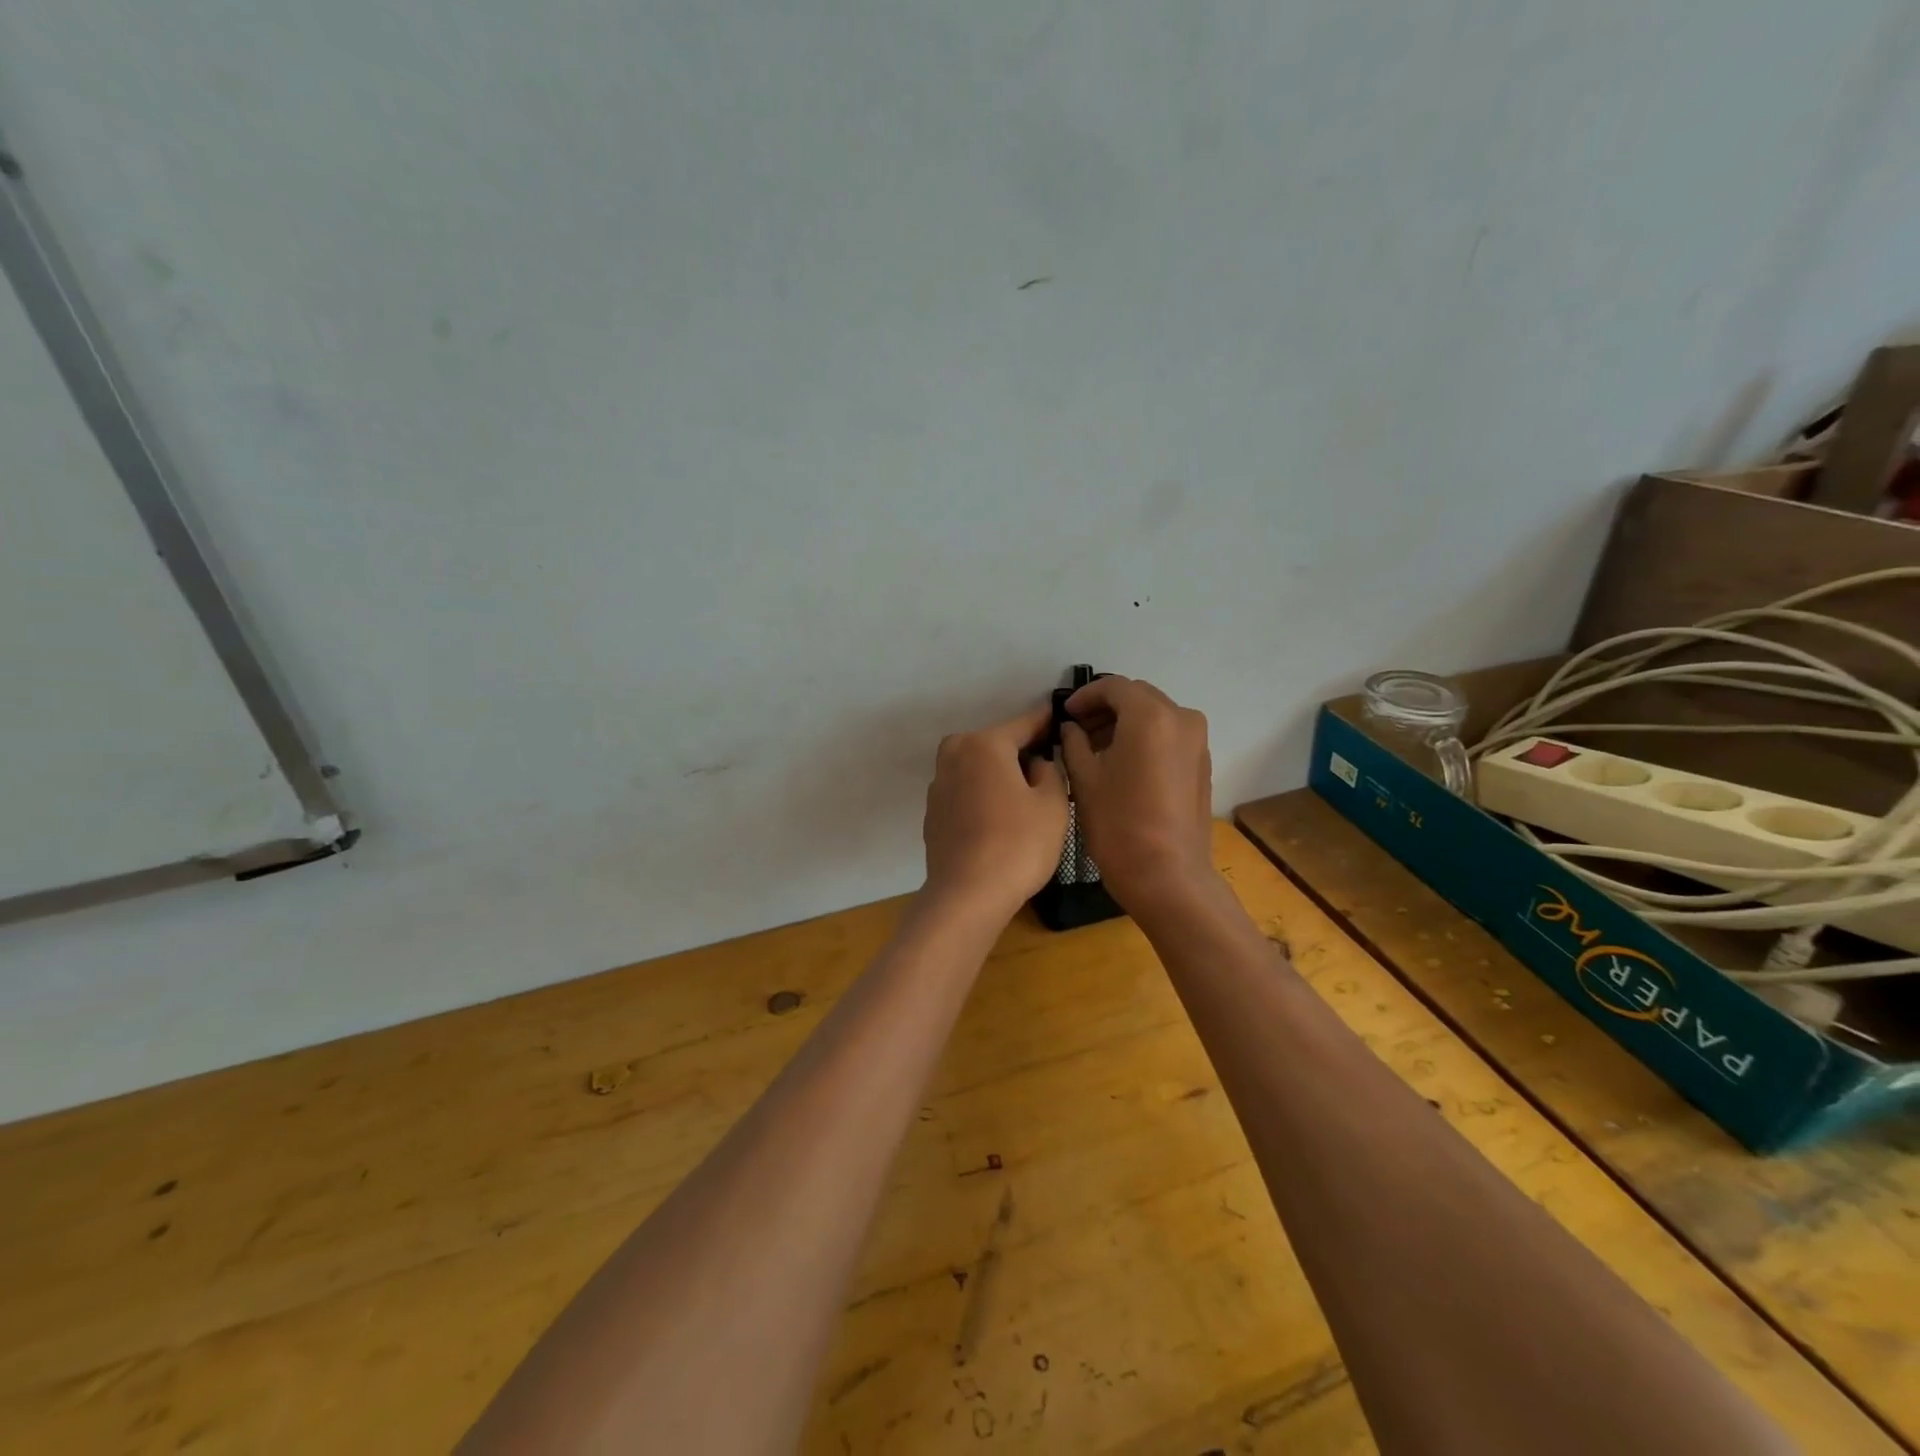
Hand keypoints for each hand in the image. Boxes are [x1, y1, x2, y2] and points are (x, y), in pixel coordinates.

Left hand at [923, 704, 1069, 914]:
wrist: (967, 895)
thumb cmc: (1018, 844)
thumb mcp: (1053, 804)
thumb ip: (1050, 771)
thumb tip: (1036, 764)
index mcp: (985, 744)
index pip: (1024, 724)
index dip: (1046, 723)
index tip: (1059, 718)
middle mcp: (955, 754)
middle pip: (995, 744)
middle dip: (1019, 753)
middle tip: (1047, 770)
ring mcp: (938, 784)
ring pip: (977, 768)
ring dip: (998, 775)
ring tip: (1024, 798)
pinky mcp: (933, 812)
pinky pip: (965, 791)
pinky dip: (981, 796)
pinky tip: (999, 819)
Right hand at [1059, 676, 1214, 910]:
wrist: (1166, 875)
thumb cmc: (1118, 824)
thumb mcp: (1084, 779)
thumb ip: (1074, 742)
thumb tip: (1072, 728)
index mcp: (1150, 716)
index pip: (1113, 687)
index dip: (1085, 696)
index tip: (1065, 714)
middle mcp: (1181, 718)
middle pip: (1138, 697)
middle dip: (1106, 707)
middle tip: (1078, 728)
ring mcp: (1198, 741)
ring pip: (1156, 715)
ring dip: (1126, 722)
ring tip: (1096, 747)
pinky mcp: (1202, 764)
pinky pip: (1169, 735)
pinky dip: (1145, 738)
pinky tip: (1122, 762)